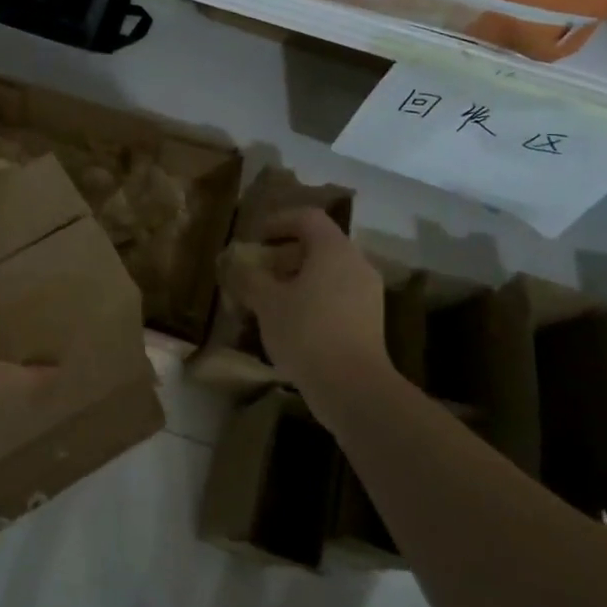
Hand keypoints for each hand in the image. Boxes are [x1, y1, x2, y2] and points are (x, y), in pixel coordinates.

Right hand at [225, 207, 392, 427]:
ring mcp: (368, 293)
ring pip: (329, 272)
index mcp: (333, 250)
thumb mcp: (267, 302)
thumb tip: (236, 264)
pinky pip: (338, 295)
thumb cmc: (306, 332)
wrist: (353, 388)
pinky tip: (292, 322)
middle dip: (286, 254)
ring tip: (271, 299)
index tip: (255, 237)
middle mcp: (356, 263)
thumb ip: (250, 277)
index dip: (279, 222)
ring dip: (299, 278)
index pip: (307, 218)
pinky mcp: (370, 321)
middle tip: (259, 269)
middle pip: (319, 245)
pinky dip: (314, 298)